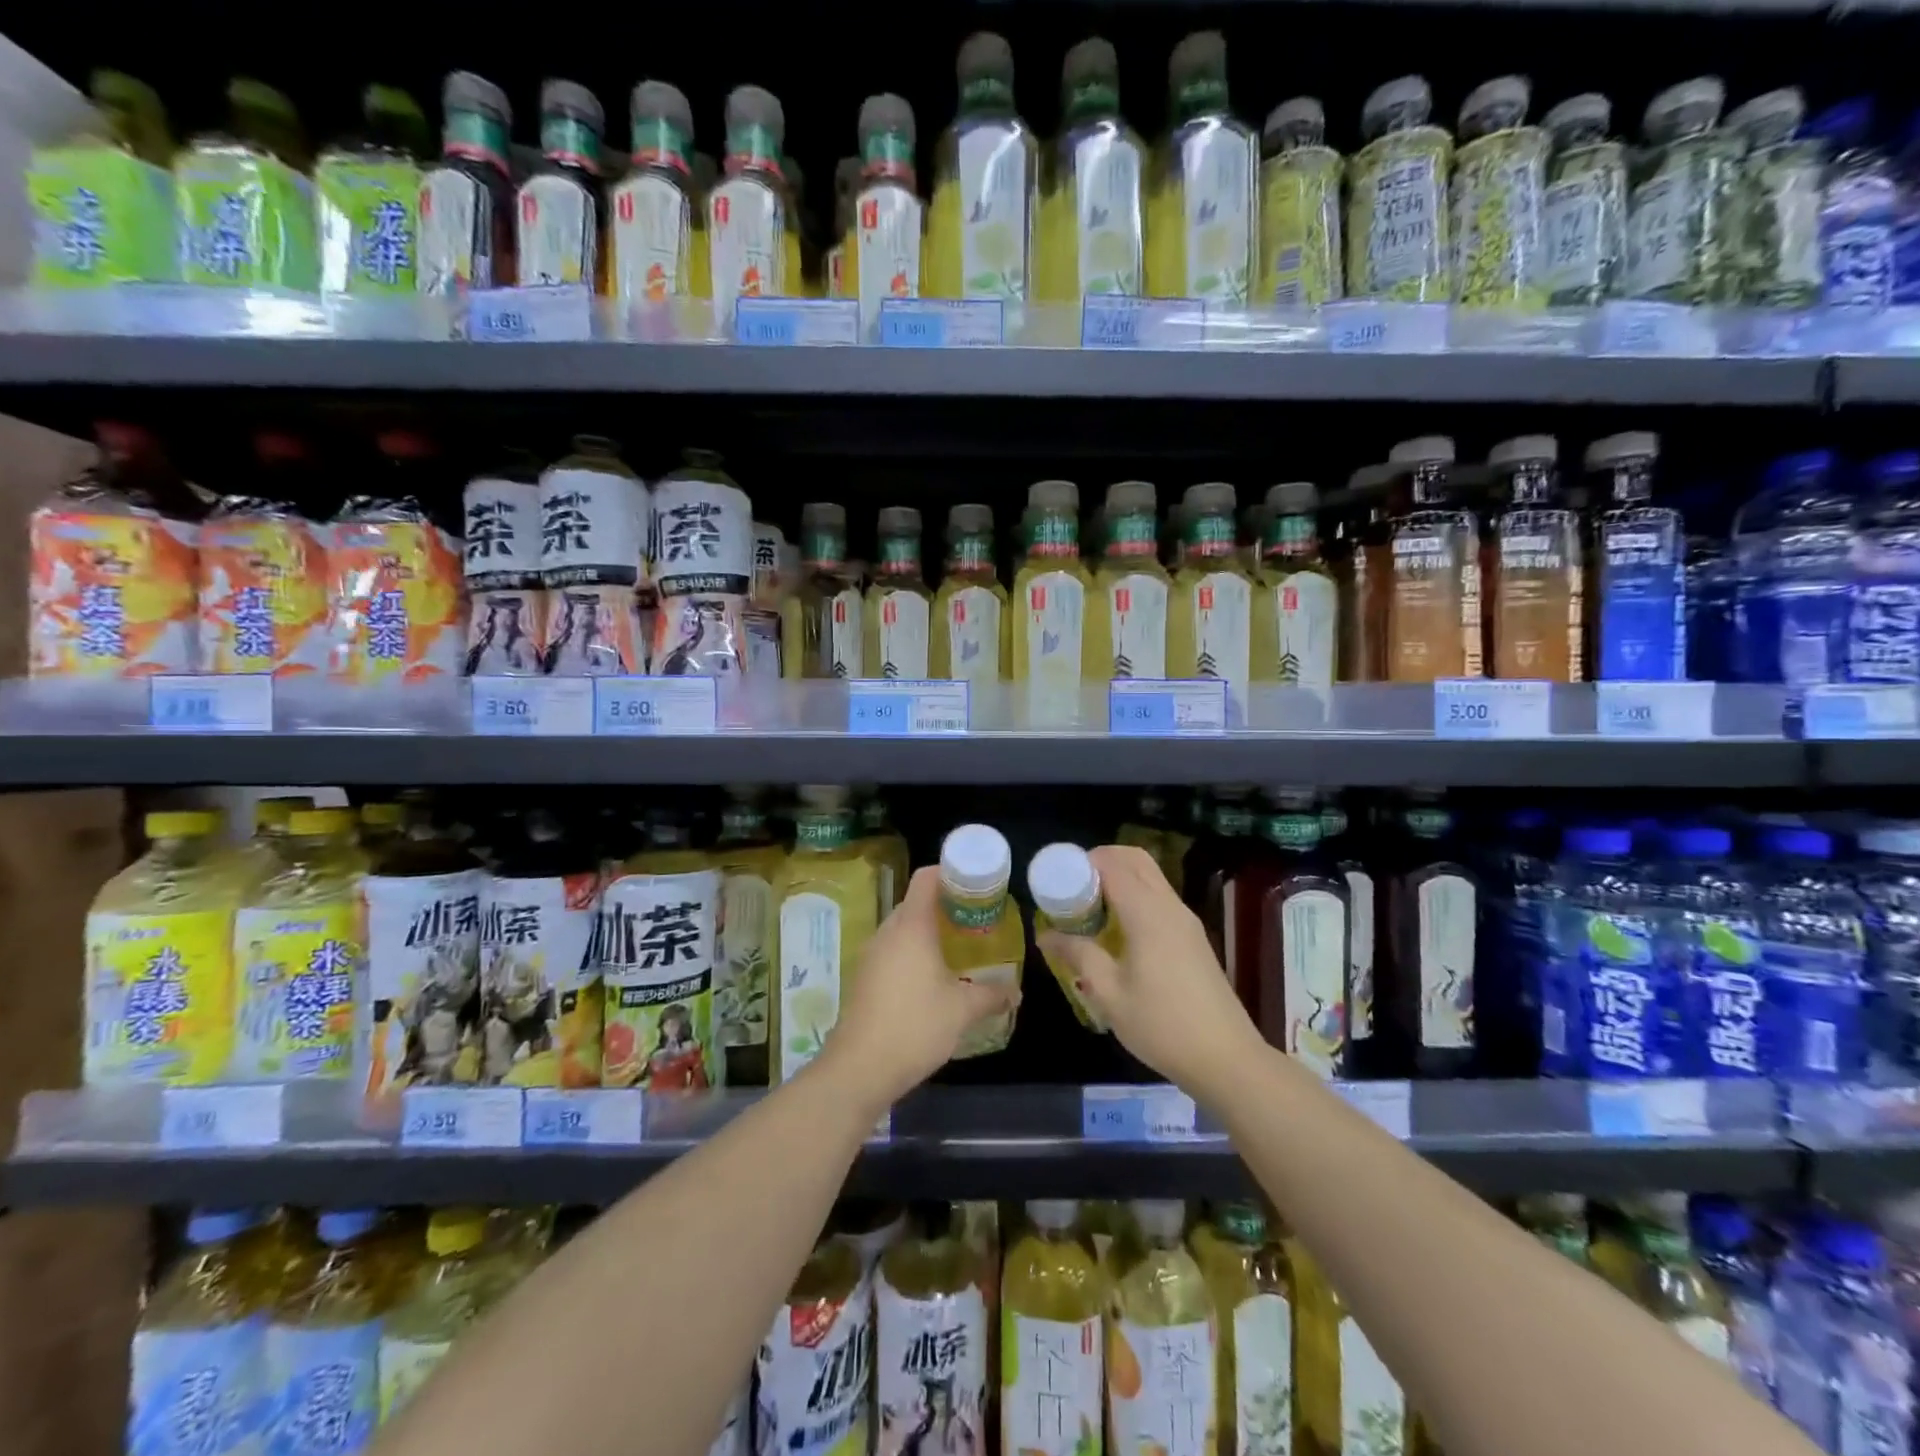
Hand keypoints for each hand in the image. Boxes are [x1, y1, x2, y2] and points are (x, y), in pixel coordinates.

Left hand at [821, 866, 1019, 1108]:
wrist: (860, 1068)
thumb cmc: (915, 1026)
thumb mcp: (963, 1010)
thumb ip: (992, 995)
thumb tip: (1016, 992)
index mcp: (912, 926)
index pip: (927, 878)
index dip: (951, 873)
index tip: (976, 885)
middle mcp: (888, 931)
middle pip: (916, 901)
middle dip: (946, 905)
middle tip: (975, 919)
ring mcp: (872, 954)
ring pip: (904, 927)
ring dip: (929, 931)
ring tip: (958, 948)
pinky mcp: (865, 977)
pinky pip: (893, 949)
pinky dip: (913, 951)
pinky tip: (932, 977)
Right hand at [1037, 845, 1261, 1095]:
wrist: (1226, 1058)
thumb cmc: (1162, 1025)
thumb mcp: (1110, 993)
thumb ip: (1078, 955)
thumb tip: (1045, 935)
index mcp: (1147, 914)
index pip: (1112, 865)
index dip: (1083, 863)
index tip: (1058, 879)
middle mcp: (1169, 906)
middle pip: (1136, 860)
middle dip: (1102, 861)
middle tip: (1073, 886)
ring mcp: (1186, 920)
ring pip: (1151, 877)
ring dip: (1120, 877)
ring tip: (1090, 907)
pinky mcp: (1194, 937)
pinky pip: (1160, 897)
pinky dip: (1136, 895)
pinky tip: (1117, 928)